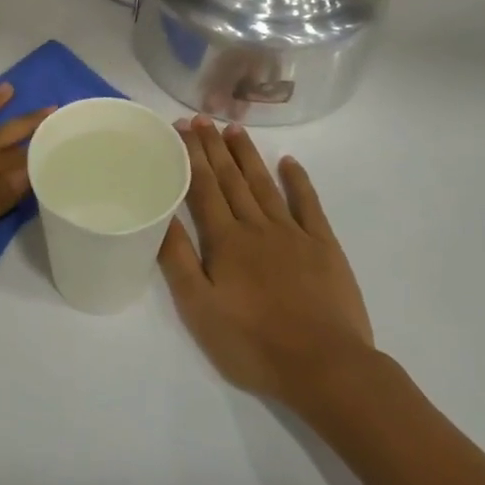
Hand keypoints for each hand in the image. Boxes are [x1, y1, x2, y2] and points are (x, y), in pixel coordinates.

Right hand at [158, 117, 374, 403]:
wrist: (325, 366)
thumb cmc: (254, 343)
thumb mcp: (200, 309)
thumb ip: (179, 260)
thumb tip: (159, 214)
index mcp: (225, 241)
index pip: (203, 187)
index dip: (191, 156)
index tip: (180, 128)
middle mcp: (256, 226)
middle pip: (231, 179)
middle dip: (214, 147)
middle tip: (201, 118)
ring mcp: (293, 233)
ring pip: (264, 184)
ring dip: (247, 155)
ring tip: (234, 129)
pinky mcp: (324, 246)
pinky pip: (308, 204)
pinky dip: (298, 180)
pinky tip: (289, 162)